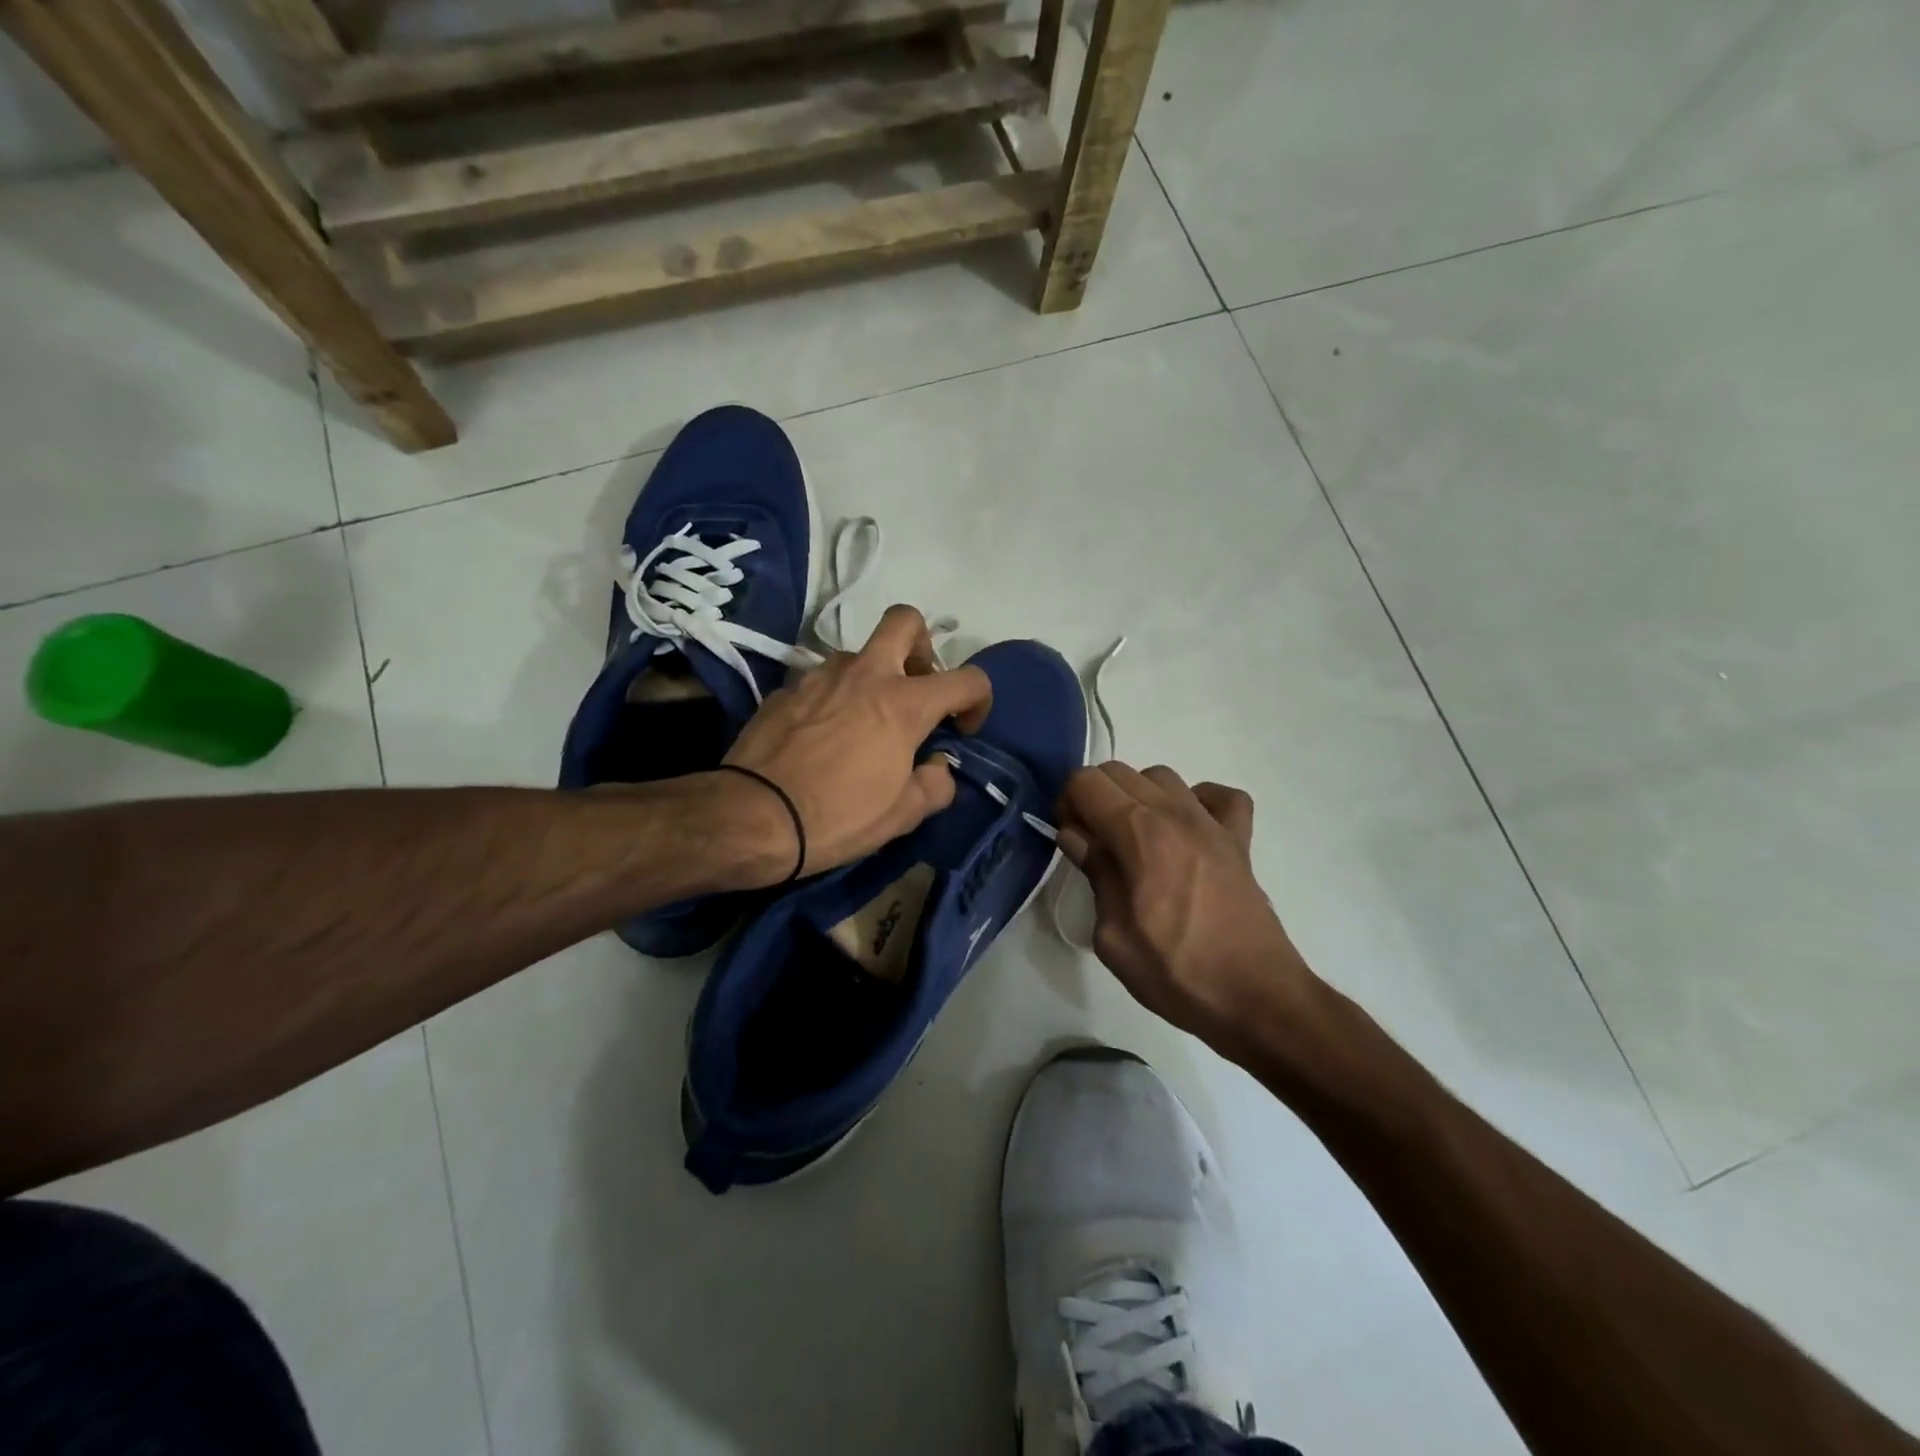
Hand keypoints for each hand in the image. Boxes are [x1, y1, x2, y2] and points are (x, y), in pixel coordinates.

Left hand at [723, 605, 991, 877]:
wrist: (753, 817)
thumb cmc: (839, 816)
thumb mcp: (904, 815)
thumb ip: (936, 784)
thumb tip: (936, 765)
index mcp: (904, 703)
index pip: (967, 679)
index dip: (979, 700)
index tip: (963, 729)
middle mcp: (865, 674)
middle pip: (905, 621)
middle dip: (922, 646)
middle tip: (917, 688)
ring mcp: (820, 676)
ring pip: (858, 654)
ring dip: (873, 677)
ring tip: (864, 722)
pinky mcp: (786, 689)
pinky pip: (822, 682)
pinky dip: (834, 699)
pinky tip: (822, 737)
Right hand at [1056, 763, 1316, 1053]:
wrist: (1255, 998)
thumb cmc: (1175, 973)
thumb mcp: (1113, 936)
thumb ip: (1094, 872)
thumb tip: (1075, 835)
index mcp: (1138, 833)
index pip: (1086, 782)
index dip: (1067, 804)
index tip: (1070, 840)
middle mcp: (1174, 813)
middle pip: (1119, 771)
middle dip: (1095, 797)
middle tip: (1094, 842)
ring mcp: (1212, 822)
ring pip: (1162, 776)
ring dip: (1138, 796)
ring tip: (1136, 839)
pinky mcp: (1240, 839)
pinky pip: (1218, 795)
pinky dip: (1197, 801)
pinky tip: (1187, 831)